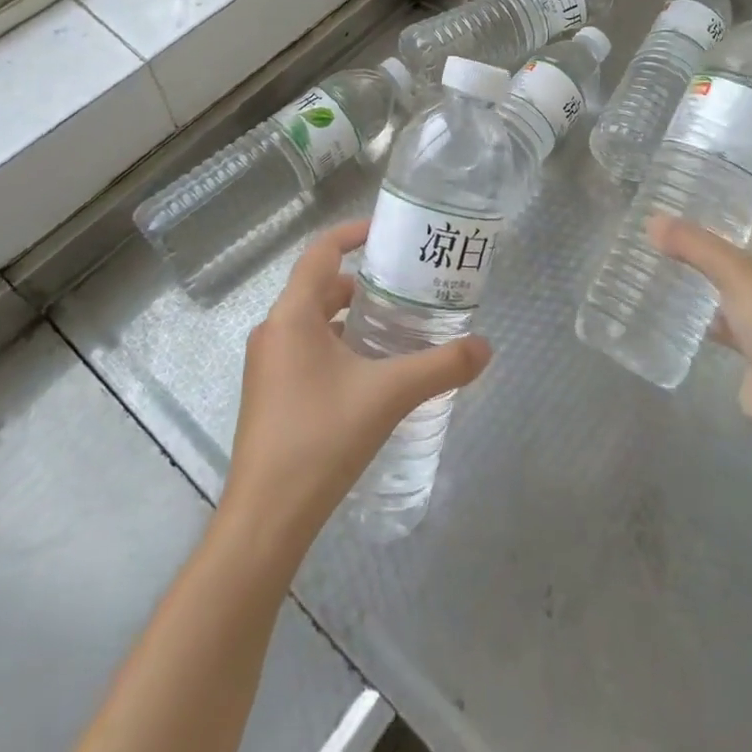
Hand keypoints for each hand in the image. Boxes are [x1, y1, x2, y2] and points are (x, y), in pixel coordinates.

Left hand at [220, 221, 491, 554]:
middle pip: (318, 287)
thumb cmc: (321, 438)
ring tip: (394, 326)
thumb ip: (441, 367)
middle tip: (405, 286)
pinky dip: (336, 346)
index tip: (386, 232)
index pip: (320, 253)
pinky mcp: (269, 395)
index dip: (351, 234)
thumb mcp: (389, 395)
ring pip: (312, 322)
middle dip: (361, 283)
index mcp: (292, 316)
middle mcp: (273, 332)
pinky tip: (368, 372)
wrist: (265, 519)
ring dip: (349, 317)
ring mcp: (267, 366)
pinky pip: (305, 351)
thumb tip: (486, 347)